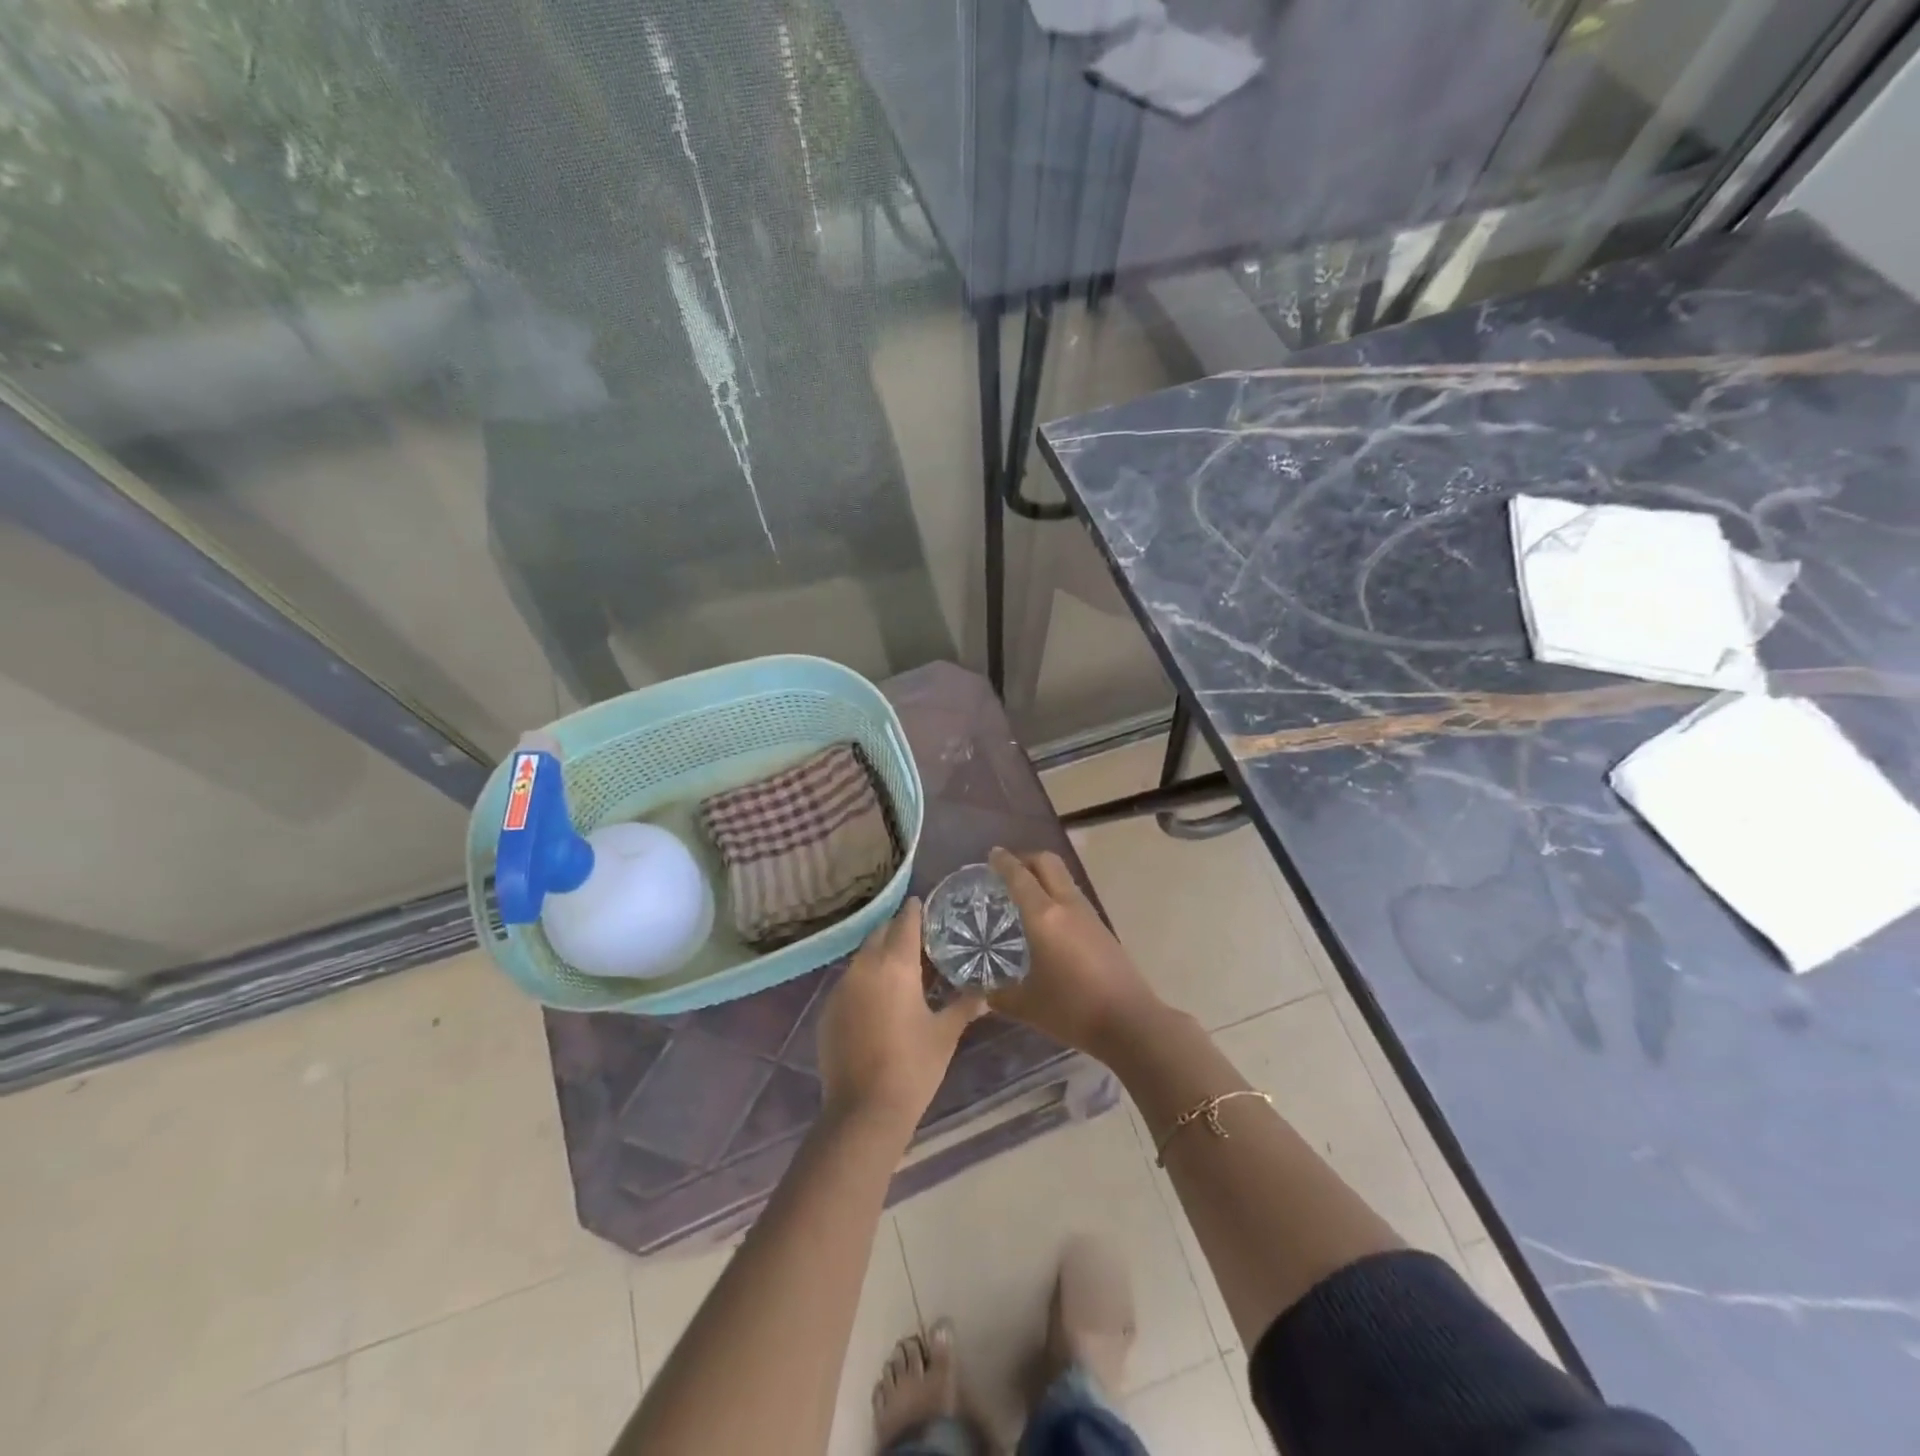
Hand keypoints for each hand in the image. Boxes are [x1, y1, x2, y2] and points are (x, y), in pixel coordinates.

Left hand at [817, 898, 984, 1130]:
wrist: (864, 1111)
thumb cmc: (913, 1066)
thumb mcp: (945, 1033)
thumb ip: (965, 1005)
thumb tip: (985, 993)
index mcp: (894, 965)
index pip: (905, 922)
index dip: (916, 910)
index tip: (925, 903)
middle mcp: (863, 967)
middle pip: (879, 934)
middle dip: (897, 931)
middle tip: (919, 940)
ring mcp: (841, 988)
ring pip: (862, 958)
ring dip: (880, 956)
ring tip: (902, 970)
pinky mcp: (828, 1011)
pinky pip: (849, 982)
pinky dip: (865, 981)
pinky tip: (879, 1000)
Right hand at [988, 847, 1163, 1058]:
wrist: (1129, 1021)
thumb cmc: (1072, 1009)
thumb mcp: (1027, 1005)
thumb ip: (998, 994)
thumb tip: (980, 991)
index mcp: (1044, 916)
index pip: (1020, 876)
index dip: (1004, 862)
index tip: (992, 854)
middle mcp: (1067, 905)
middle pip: (1048, 862)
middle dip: (1026, 859)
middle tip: (1007, 871)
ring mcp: (1088, 914)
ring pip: (1063, 878)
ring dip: (1043, 875)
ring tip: (1024, 894)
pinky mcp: (1101, 927)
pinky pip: (1072, 896)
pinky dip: (1055, 893)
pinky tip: (1047, 920)